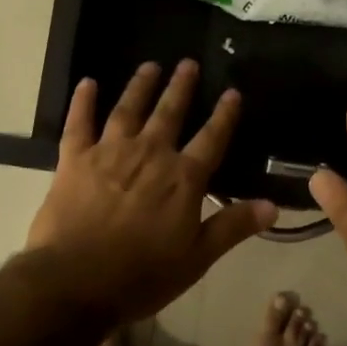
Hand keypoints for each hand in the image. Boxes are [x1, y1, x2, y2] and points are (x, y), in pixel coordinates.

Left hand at [27, 60, 277, 325]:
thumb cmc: (141, 276)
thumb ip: (232, 227)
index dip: (224, 115)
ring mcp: (109, 153)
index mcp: (182, 178)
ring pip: (128, 109)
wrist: (74, 282)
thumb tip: (272, 206)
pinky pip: (79, 123)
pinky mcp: (74, 159)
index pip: (211, 138)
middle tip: (188, 63)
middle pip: (169, 113)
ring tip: (150, 65)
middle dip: (181, 87)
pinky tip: (88, 83)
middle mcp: (149, 154)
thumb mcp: (197, 258)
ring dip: (140, 86)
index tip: (232, 92)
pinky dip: (83, 102)